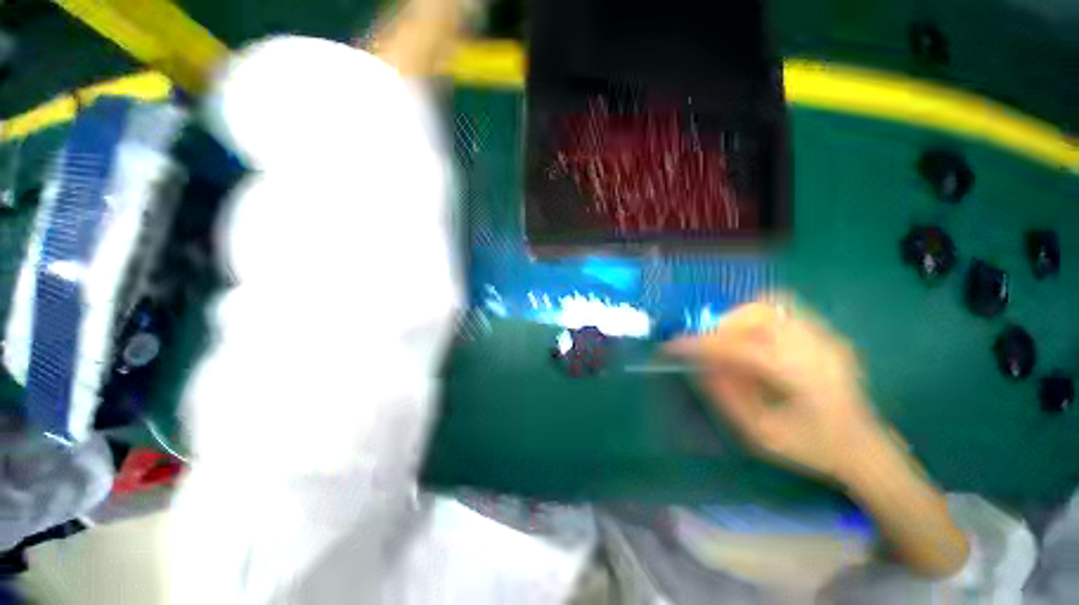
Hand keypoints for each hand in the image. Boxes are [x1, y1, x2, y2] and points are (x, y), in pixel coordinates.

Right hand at [665, 297, 884, 481]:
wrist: (864, 447)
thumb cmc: (811, 447)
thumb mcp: (760, 433)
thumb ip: (725, 395)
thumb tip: (698, 364)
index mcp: (803, 379)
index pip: (739, 348)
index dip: (699, 344)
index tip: (671, 346)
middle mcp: (816, 347)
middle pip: (756, 314)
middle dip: (720, 327)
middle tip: (708, 348)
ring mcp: (824, 335)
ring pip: (769, 303)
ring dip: (737, 318)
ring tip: (730, 342)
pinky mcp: (825, 331)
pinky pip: (782, 307)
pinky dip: (756, 316)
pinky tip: (754, 340)